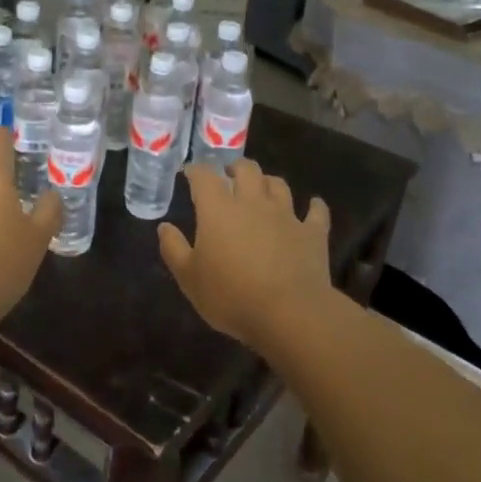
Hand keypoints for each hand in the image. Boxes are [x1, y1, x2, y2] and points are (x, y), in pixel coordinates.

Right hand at [158, 160, 336, 346]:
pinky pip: (316, 212)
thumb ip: (174, 249)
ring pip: (278, 184)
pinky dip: (314, 206)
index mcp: (219, 209)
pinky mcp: (312, 233)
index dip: (196, 170)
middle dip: (235, 168)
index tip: (189, 173)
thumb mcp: (189, 278)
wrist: (289, 313)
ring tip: (263, 188)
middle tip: (229, 175)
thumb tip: (164, 227)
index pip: (204, 176)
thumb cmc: (231, 295)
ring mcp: (286, 215)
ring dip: (268, 182)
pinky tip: (313, 205)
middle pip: (246, 170)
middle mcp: (253, 202)